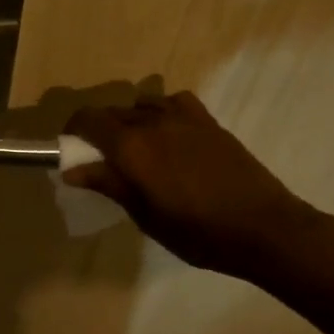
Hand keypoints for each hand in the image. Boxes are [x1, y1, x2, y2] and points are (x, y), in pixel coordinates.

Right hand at [63, 91, 314, 274]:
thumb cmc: (198, 232)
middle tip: (101, 158)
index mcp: (132, 146)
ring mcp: (183, 117)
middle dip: (100, 130)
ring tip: (136, 147)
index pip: (89, 120)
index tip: (70, 147)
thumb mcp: (145, 215)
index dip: (73, 129)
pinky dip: (162, 110)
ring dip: (130, 120)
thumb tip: (73, 169)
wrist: (263, 227)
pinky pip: (174, 102)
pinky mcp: (207, 121)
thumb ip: (109, 184)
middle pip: (113, 112)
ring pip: (142, 104)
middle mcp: (153, 121)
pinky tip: (169, 133)